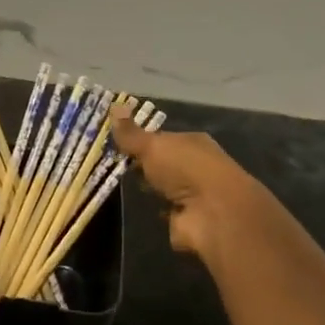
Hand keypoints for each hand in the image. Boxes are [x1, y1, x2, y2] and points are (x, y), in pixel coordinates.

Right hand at [110, 107, 281, 260]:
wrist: (212, 212)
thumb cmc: (185, 169)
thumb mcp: (152, 146)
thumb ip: (131, 134)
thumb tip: (114, 105)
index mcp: (191, 142)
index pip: (162, 138)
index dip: (140, 141)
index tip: (115, 145)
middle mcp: (195, 166)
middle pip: (163, 164)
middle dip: (143, 166)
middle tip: (112, 167)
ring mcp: (192, 194)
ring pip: (164, 188)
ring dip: (149, 190)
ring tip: (120, 189)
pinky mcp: (187, 219)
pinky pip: (165, 212)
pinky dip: (155, 211)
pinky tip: (138, 210)